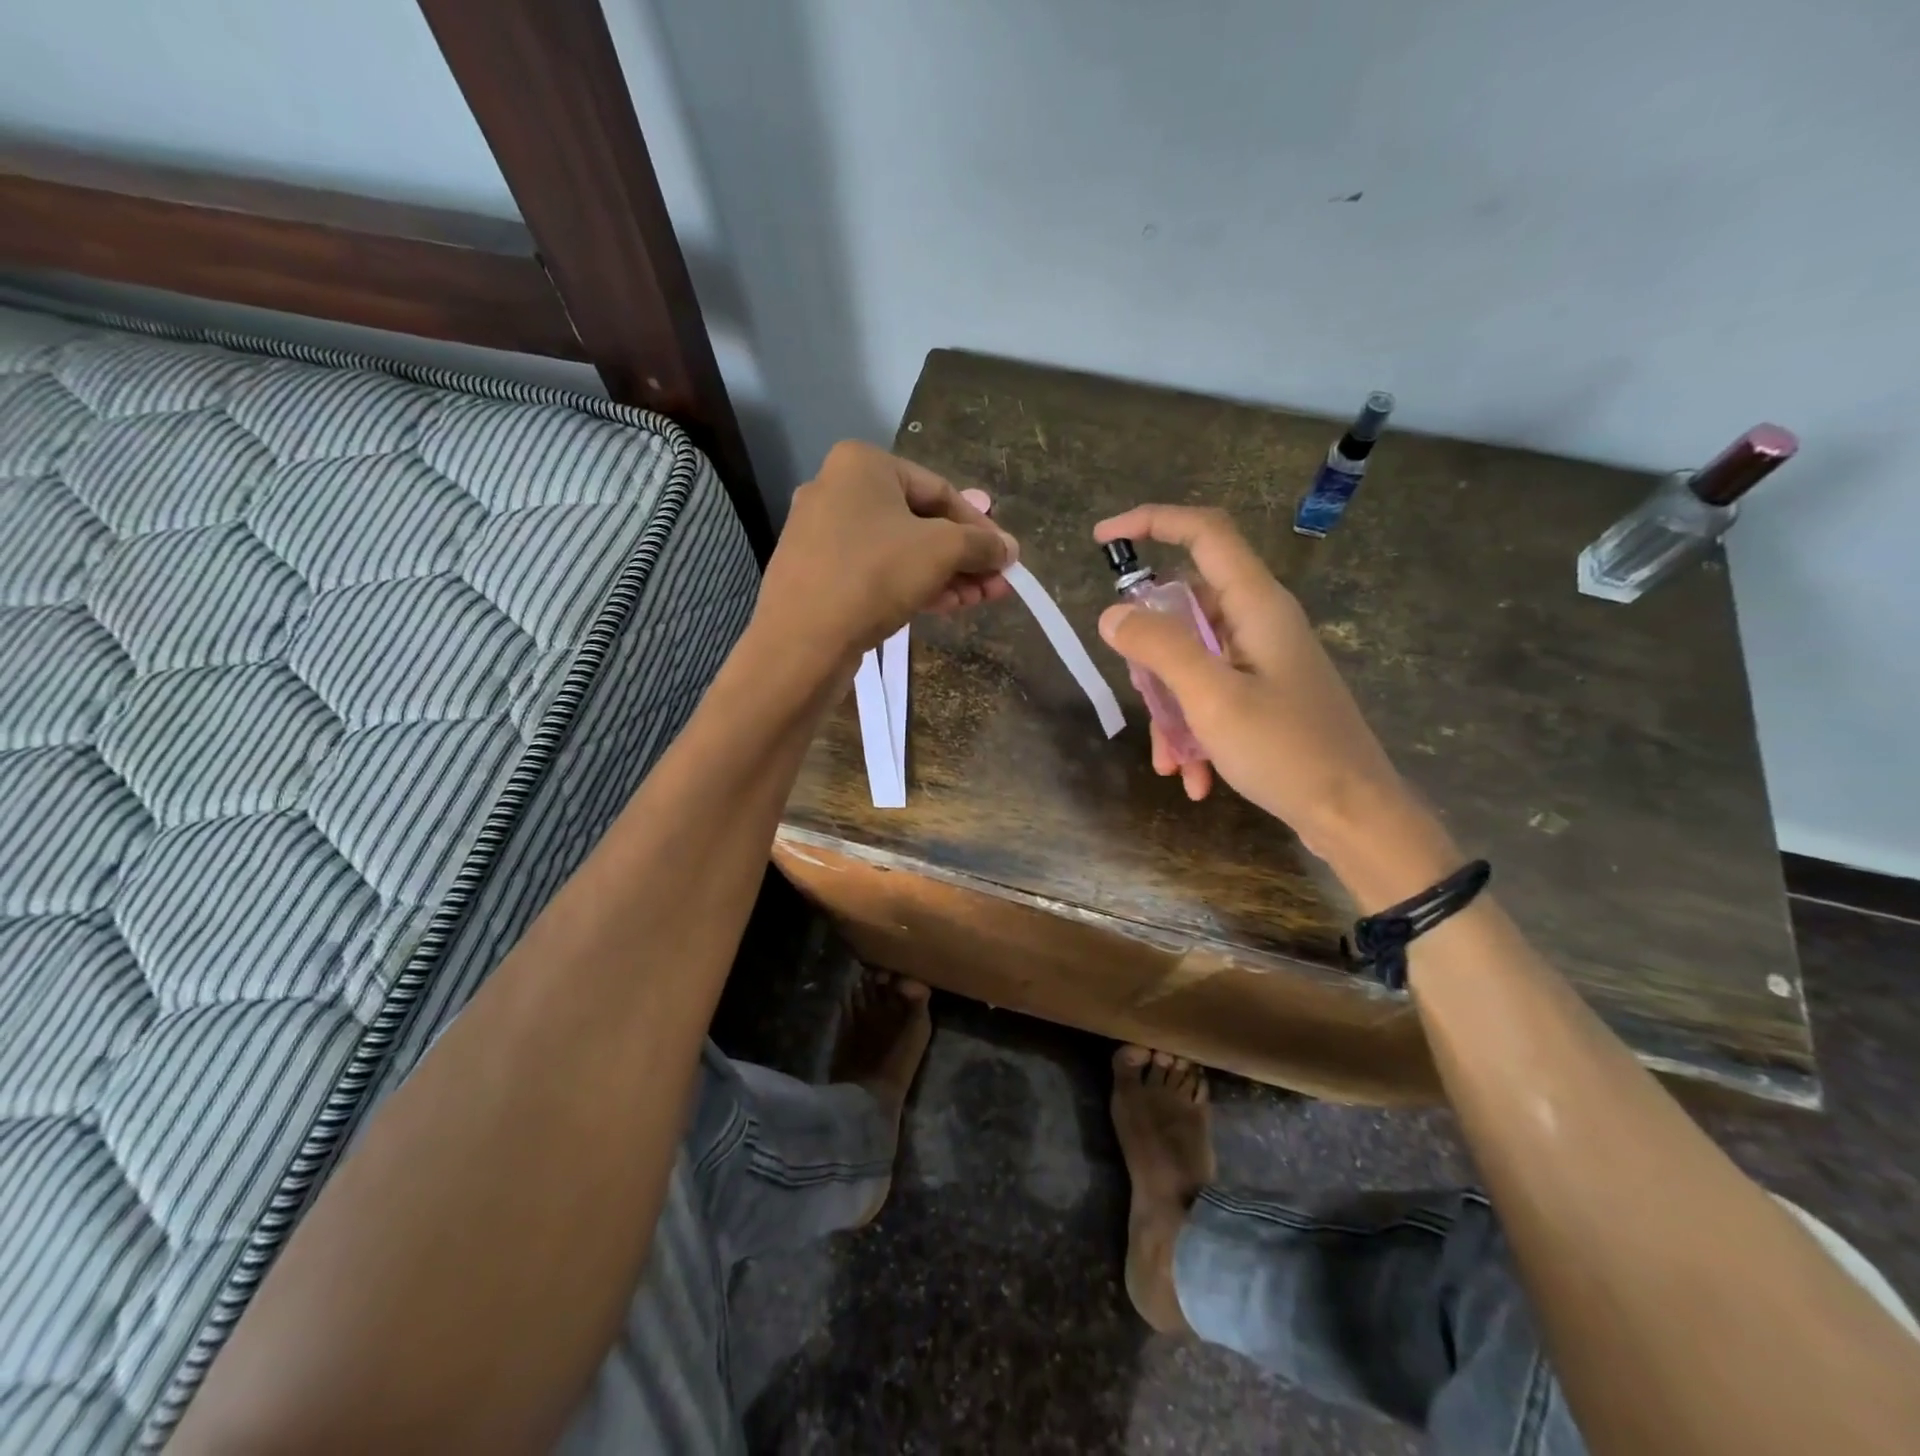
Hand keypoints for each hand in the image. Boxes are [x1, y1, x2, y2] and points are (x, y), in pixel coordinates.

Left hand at [757, 441, 1017, 665]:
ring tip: (976, 603)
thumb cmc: (874, 576)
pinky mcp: (817, 573)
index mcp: (862, 465)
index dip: (980, 527)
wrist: (802, 642)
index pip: (940, 490)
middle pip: (920, 522)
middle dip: (963, 558)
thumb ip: (981, 544)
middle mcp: (837, 490)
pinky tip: (944, 607)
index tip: (1006, 559)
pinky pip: (875, 571)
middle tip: (995, 587)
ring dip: (944, 576)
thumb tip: (1009, 548)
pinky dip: (911, 585)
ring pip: (899, 550)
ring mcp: (822, 533)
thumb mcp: (941, 551)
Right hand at [1092, 505, 1432, 868]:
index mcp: (1257, 605)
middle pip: (1187, 607)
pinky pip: (1212, 694)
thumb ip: (1159, 648)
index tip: (1102, 538)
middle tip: (1142, 695)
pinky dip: (1194, 729)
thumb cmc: (1286, 751)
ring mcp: (1265, 660)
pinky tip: (1194, 777)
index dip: (1153, 521)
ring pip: (1193, 659)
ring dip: (1171, 707)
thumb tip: (1112, 614)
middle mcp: (1262, 623)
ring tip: (1171, 761)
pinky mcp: (1266, 694)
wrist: (1354, 816)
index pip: (1204, 533)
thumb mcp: (1212, 698)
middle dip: (1152, 654)